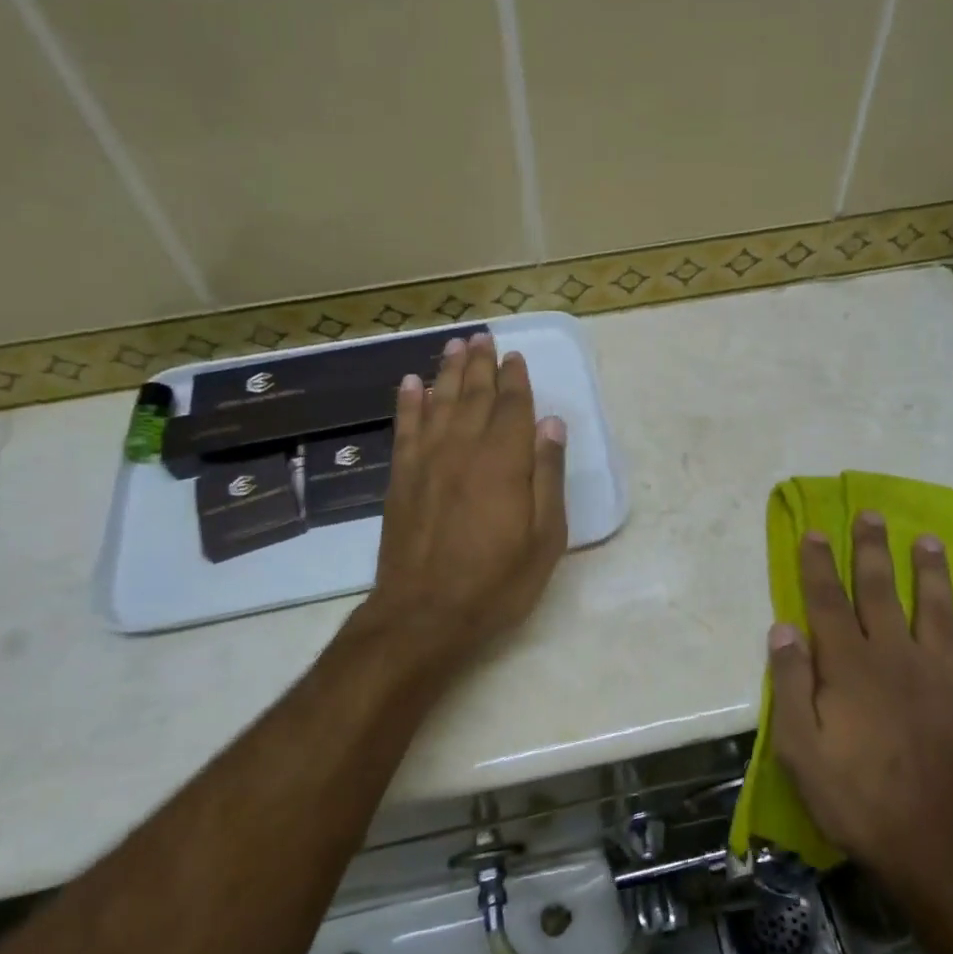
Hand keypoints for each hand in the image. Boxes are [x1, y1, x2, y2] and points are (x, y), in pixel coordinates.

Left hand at [365, 332, 568, 666]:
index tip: (515, 356)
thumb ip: (547, 476)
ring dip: (447, 371)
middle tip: (482, 337)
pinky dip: (408, 402)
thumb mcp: (545, 537)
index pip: (512, 407)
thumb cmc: (496, 582)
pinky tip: (411, 383)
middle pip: (472, 395)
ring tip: (453, 345)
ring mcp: (427, 461)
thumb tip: (551, 424)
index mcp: (504, 461)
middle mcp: (463, 449)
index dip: (515, 379)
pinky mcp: (401, 478)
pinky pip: (405, 428)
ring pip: (438, 402)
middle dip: (480, 364)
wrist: (424, 615)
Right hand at [767, 512, 952, 885]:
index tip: (813, 531)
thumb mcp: (799, 748)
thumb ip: (790, 683)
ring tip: (928, 540)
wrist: (931, 845)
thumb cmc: (854, 796)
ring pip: (934, 606)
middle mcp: (894, 655)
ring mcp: (939, 673)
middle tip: (871, 514)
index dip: (817, 563)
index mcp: (849, 664)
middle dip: (871, 549)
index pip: (826, 600)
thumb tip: (783, 628)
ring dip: (930, 570)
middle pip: (879, 589)